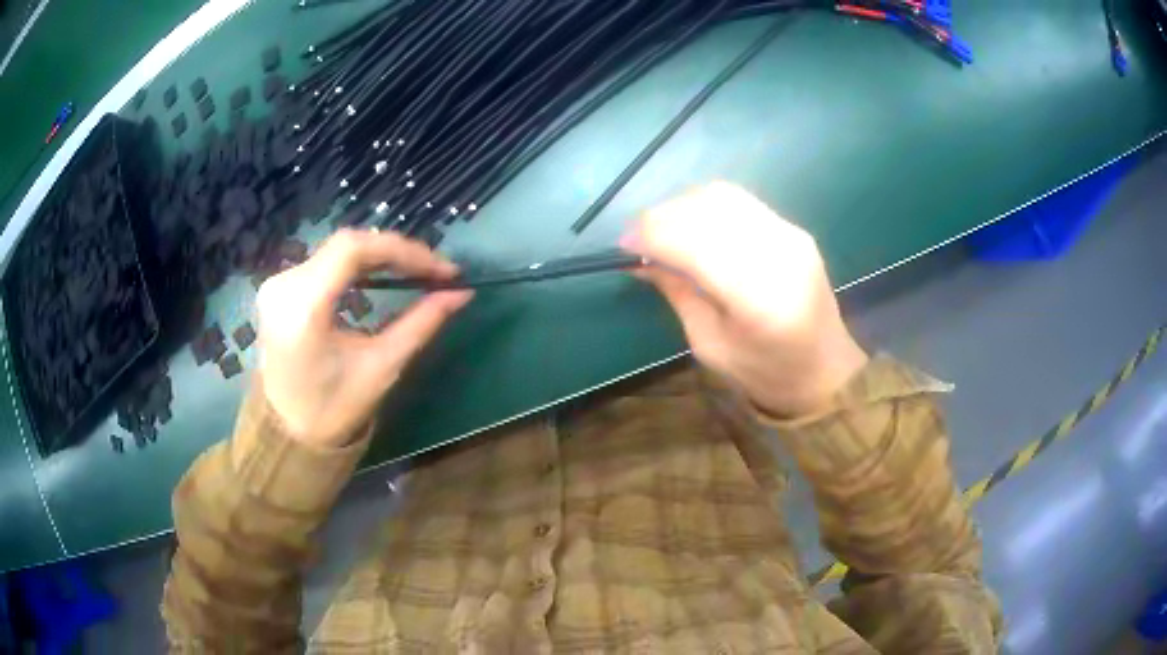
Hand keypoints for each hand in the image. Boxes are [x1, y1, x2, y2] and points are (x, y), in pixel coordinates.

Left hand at [255, 229, 472, 446]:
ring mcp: (277, 284)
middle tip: (434, 271)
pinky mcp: (279, 288)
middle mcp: (284, 285)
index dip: (403, 250)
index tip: (442, 270)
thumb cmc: (334, 409)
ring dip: (379, 256)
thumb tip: (462, 294)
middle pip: (346, 245)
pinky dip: (358, 264)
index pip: (354, 250)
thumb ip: (421, 324)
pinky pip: (325, 262)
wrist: (287, 433)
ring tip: (415, 271)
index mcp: (303, 307)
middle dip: (395, 252)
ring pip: (337, 250)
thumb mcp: (382, 367)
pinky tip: (381, 274)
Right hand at [622, 182, 866, 417]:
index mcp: (758, 297)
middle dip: (662, 216)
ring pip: (723, 196)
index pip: (694, 243)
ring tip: (663, 231)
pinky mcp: (793, 229)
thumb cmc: (764, 372)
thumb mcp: (709, 344)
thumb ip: (677, 293)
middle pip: (708, 208)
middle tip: (638, 238)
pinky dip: (706, 207)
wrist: (825, 370)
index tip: (623, 245)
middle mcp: (779, 253)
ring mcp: (790, 235)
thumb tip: (640, 258)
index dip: (652, 235)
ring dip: (683, 206)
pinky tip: (693, 228)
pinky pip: (740, 202)